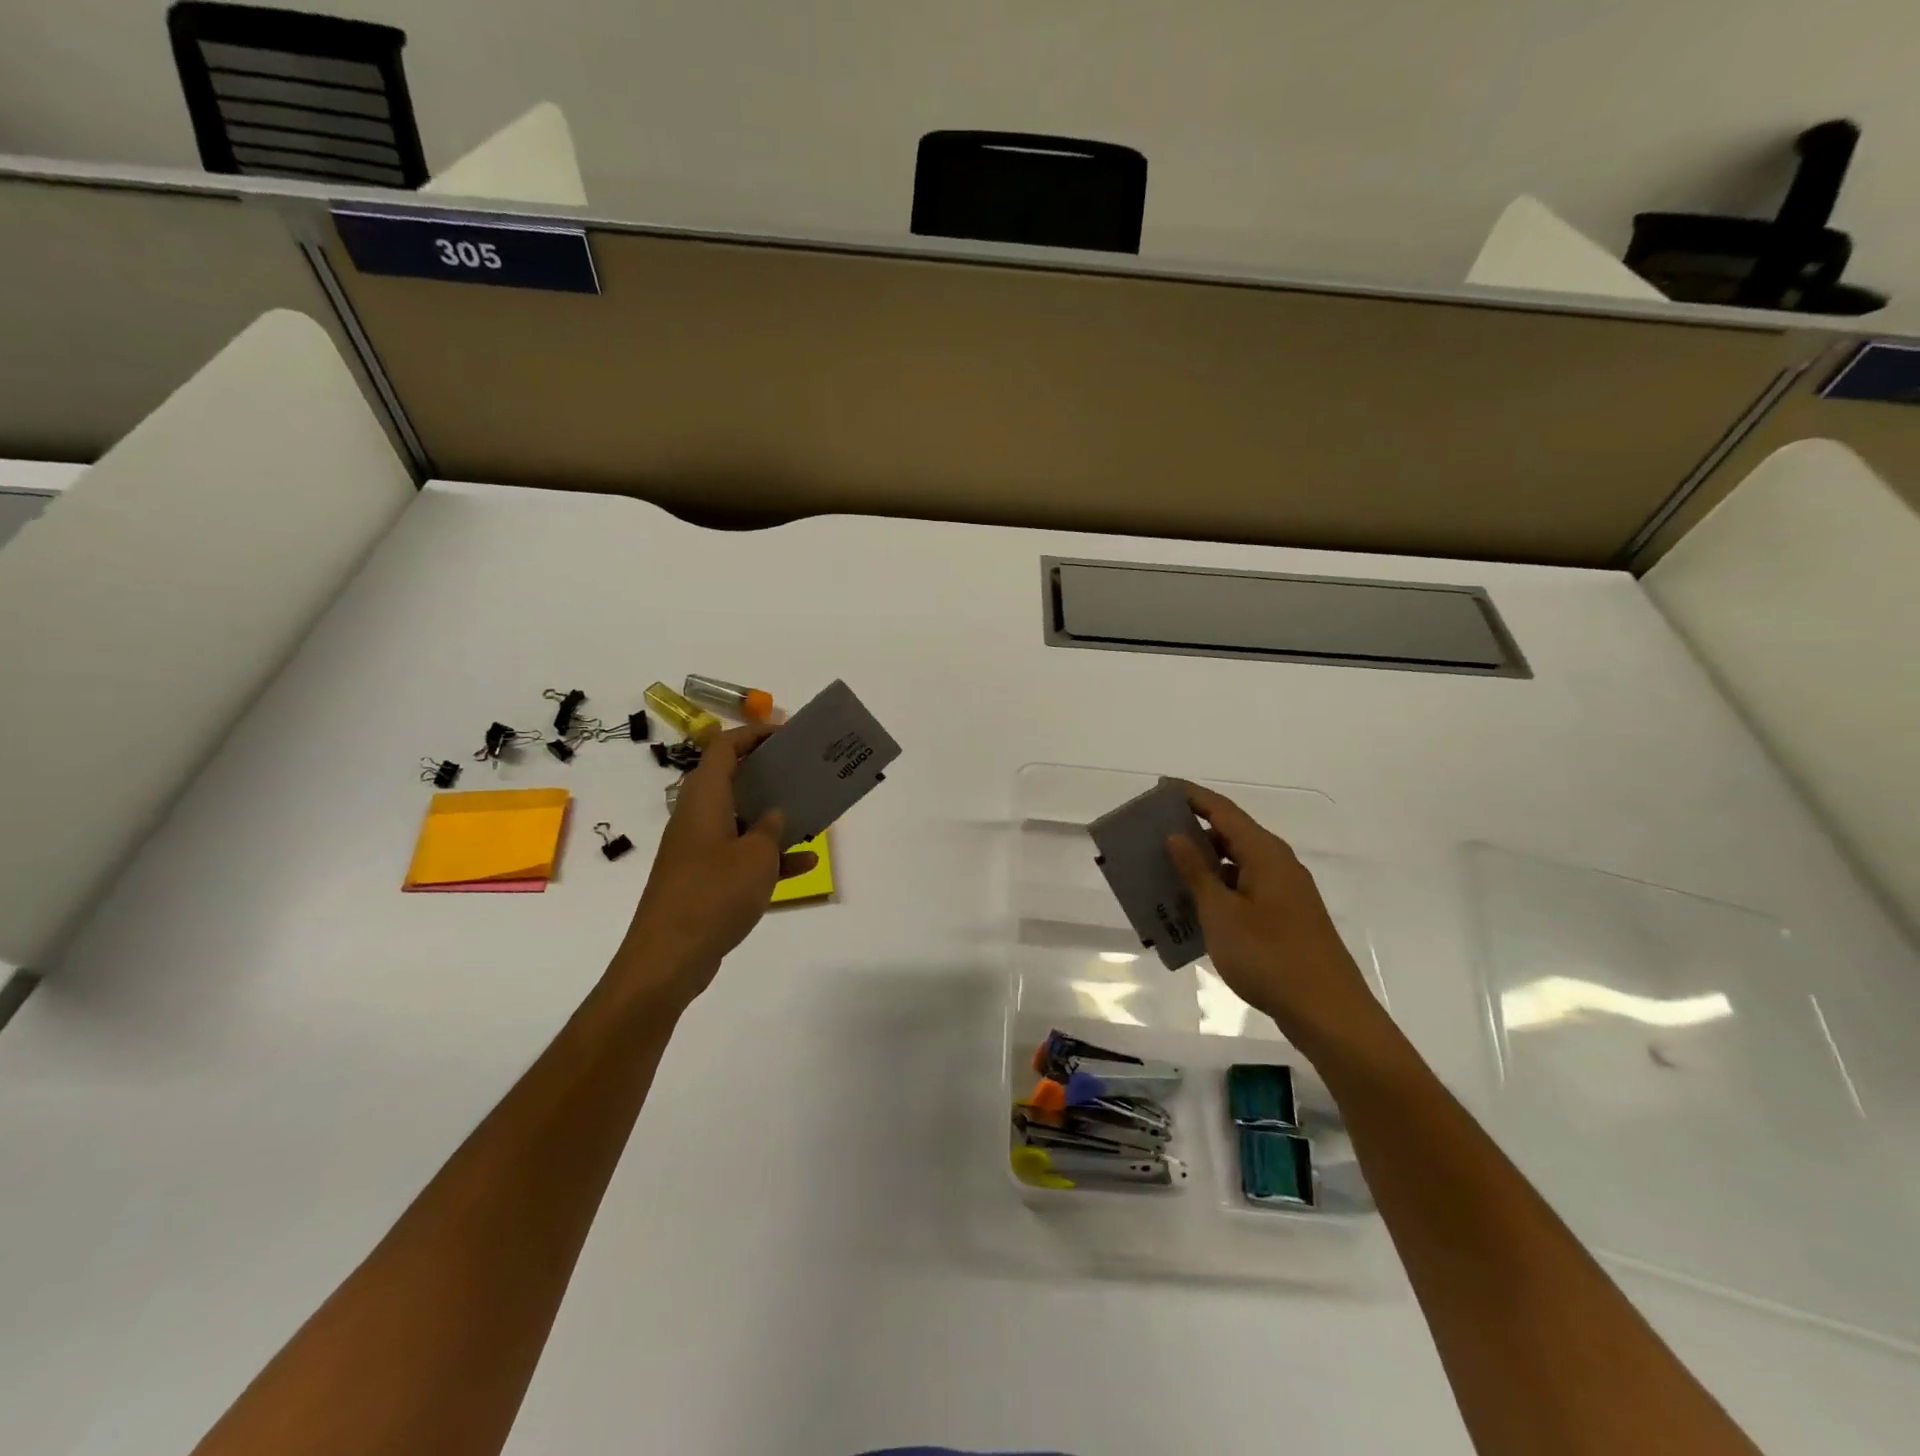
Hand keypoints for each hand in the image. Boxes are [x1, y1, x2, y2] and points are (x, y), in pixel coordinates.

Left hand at [617, 726, 818, 1006]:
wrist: (668, 959)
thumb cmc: (713, 894)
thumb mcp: (756, 856)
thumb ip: (771, 829)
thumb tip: (774, 815)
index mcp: (704, 800)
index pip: (724, 748)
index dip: (754, 734)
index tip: (787, 735)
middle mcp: (698, 818)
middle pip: (733, 781)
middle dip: (769, 774)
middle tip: (803, 771)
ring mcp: (699, 850)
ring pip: (741, 819)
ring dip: (773, 816)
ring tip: (812, 812)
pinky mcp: (704, 880)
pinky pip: (741, 855)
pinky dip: (770, 856)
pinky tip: (805, 863)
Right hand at [1165, 780, 1388, 1056]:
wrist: (1328, 1013)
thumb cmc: (1269, 957)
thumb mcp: (1221, 913)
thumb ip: (1196, 872)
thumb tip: (1175, 836)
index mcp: (1264, 853)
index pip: (1222, 810)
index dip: (1190, 796)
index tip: (1159, 788)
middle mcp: (1277, 864)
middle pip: (1229, 835)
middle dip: (1190, 831)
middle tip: (1151, 834)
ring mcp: (1283, 893)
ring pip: (1234, 866)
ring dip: (1200, 866)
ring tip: (1162, 872)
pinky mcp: (1284, 918)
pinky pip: (1242, 891)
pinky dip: (1215, 892)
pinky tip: (1190, 910)